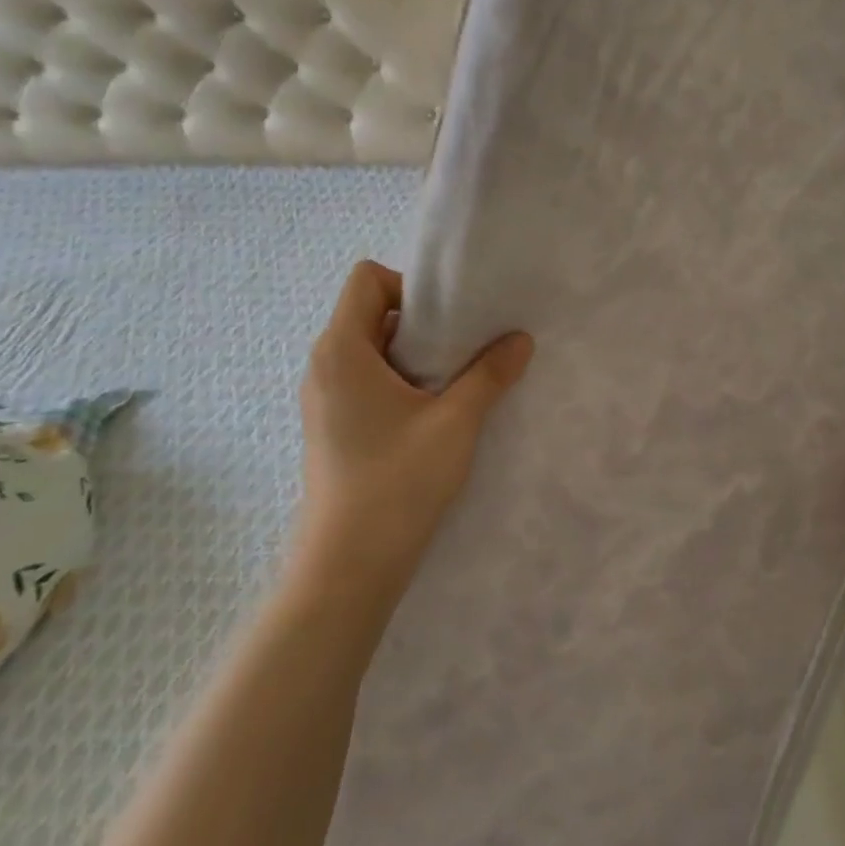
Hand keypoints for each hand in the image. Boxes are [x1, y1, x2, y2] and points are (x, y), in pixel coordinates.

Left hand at [293, 260, 532, 626]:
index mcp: (342, 350)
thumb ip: (490, 374)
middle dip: (421, 324)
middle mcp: (324, 366)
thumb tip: (520, 339)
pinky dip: (400, 384)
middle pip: (370, 313)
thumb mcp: (456, 421)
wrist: (349, 566)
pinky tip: (432, 417)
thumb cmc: (398, 481)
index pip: (367, 279)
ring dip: (414, 357)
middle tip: (464, 351)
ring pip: (371, 351)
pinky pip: (367, 382)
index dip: (410, 286)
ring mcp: (324, 399)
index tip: (450, 321)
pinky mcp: (332, 428)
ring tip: (454, 386)